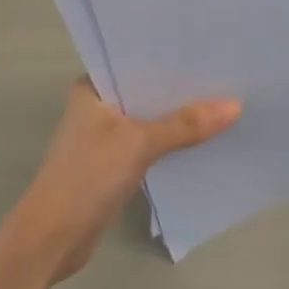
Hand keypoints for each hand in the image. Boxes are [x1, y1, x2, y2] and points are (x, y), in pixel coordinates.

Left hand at [15, 79, 240, 281]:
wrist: (53, 236)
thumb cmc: (88, 176)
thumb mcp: (140, 142)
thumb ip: (185, 124)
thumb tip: (235, 106)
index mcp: (91, 90)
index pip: (136, 63)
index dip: (171, 60)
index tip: (210, 51)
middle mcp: (95, 108)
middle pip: (146, 93)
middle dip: (181, 91)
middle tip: (227, 78)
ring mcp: (103, 139)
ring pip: (149, 121)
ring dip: (178, 119)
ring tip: (223, 105)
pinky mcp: (112, 166)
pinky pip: (149, 146)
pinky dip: (171, 144)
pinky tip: (203, 140)